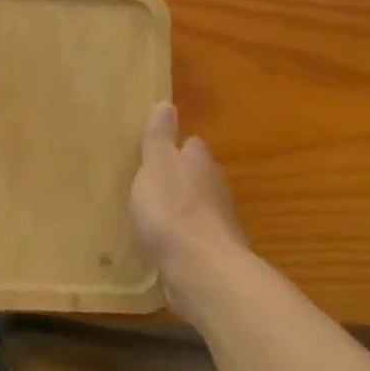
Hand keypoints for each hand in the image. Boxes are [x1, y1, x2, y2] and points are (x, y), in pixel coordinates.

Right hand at [130, 102, 247, 287]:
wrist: (200, 267)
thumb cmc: (172, 208)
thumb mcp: (155, 165)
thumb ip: (159, 137)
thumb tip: (167, 104)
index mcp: (200, 161)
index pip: (191, 145)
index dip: (175, 148)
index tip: (155, 154)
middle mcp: (216, 187)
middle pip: (197, 176)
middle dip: (178, 180)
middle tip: (150, 185)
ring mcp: (219, 221)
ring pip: (198, 207)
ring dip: (181, 210)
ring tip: (154, 217)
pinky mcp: (214, 251)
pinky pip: (195, 237)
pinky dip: (183, 238)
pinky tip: (166, 245)